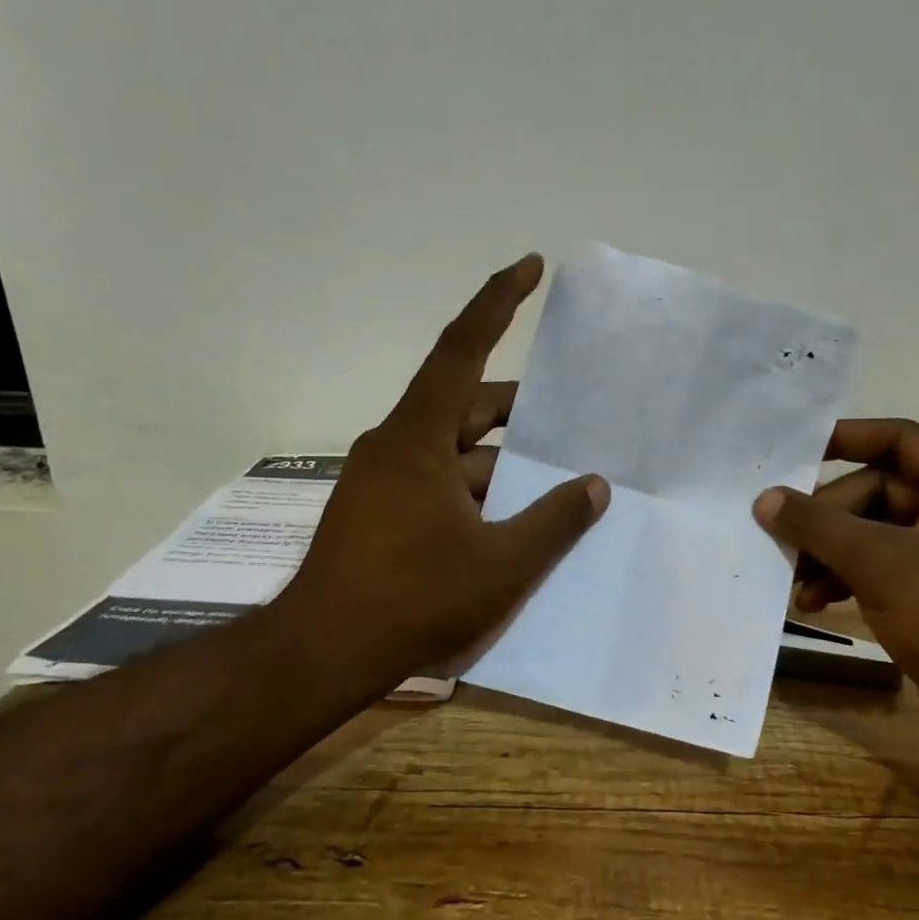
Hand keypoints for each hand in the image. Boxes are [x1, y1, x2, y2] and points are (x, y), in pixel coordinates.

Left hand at [271, 255, 608, 699]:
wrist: (323, 653)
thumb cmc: (413, 598)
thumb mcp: (501, 562)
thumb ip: (555, 520)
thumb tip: (595, 486)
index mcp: (418, 438)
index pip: (462, 349)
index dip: (498, 302)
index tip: (530, 266)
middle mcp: (396, 446)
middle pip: (467, 406)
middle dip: (520, 412)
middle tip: (571, 420)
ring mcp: (383, 481)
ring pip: (456, 452)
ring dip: (502, 463)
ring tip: (555, 483)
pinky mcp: (380, 512)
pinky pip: (439, 483)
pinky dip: (477, 491)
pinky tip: (512, 520)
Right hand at [753, 420, 918, 753]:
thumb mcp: (881, 563)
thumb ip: (818, 525)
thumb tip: (765, 498)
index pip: (898, 439)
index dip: (845, 439)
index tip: (793, 451)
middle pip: (876, 492)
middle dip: (826, 521)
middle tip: (784, 542)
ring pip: (873, 533)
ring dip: (830, 555)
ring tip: (795, 583)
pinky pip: (881, 567)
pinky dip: (847, 578)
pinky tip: (815, 602)